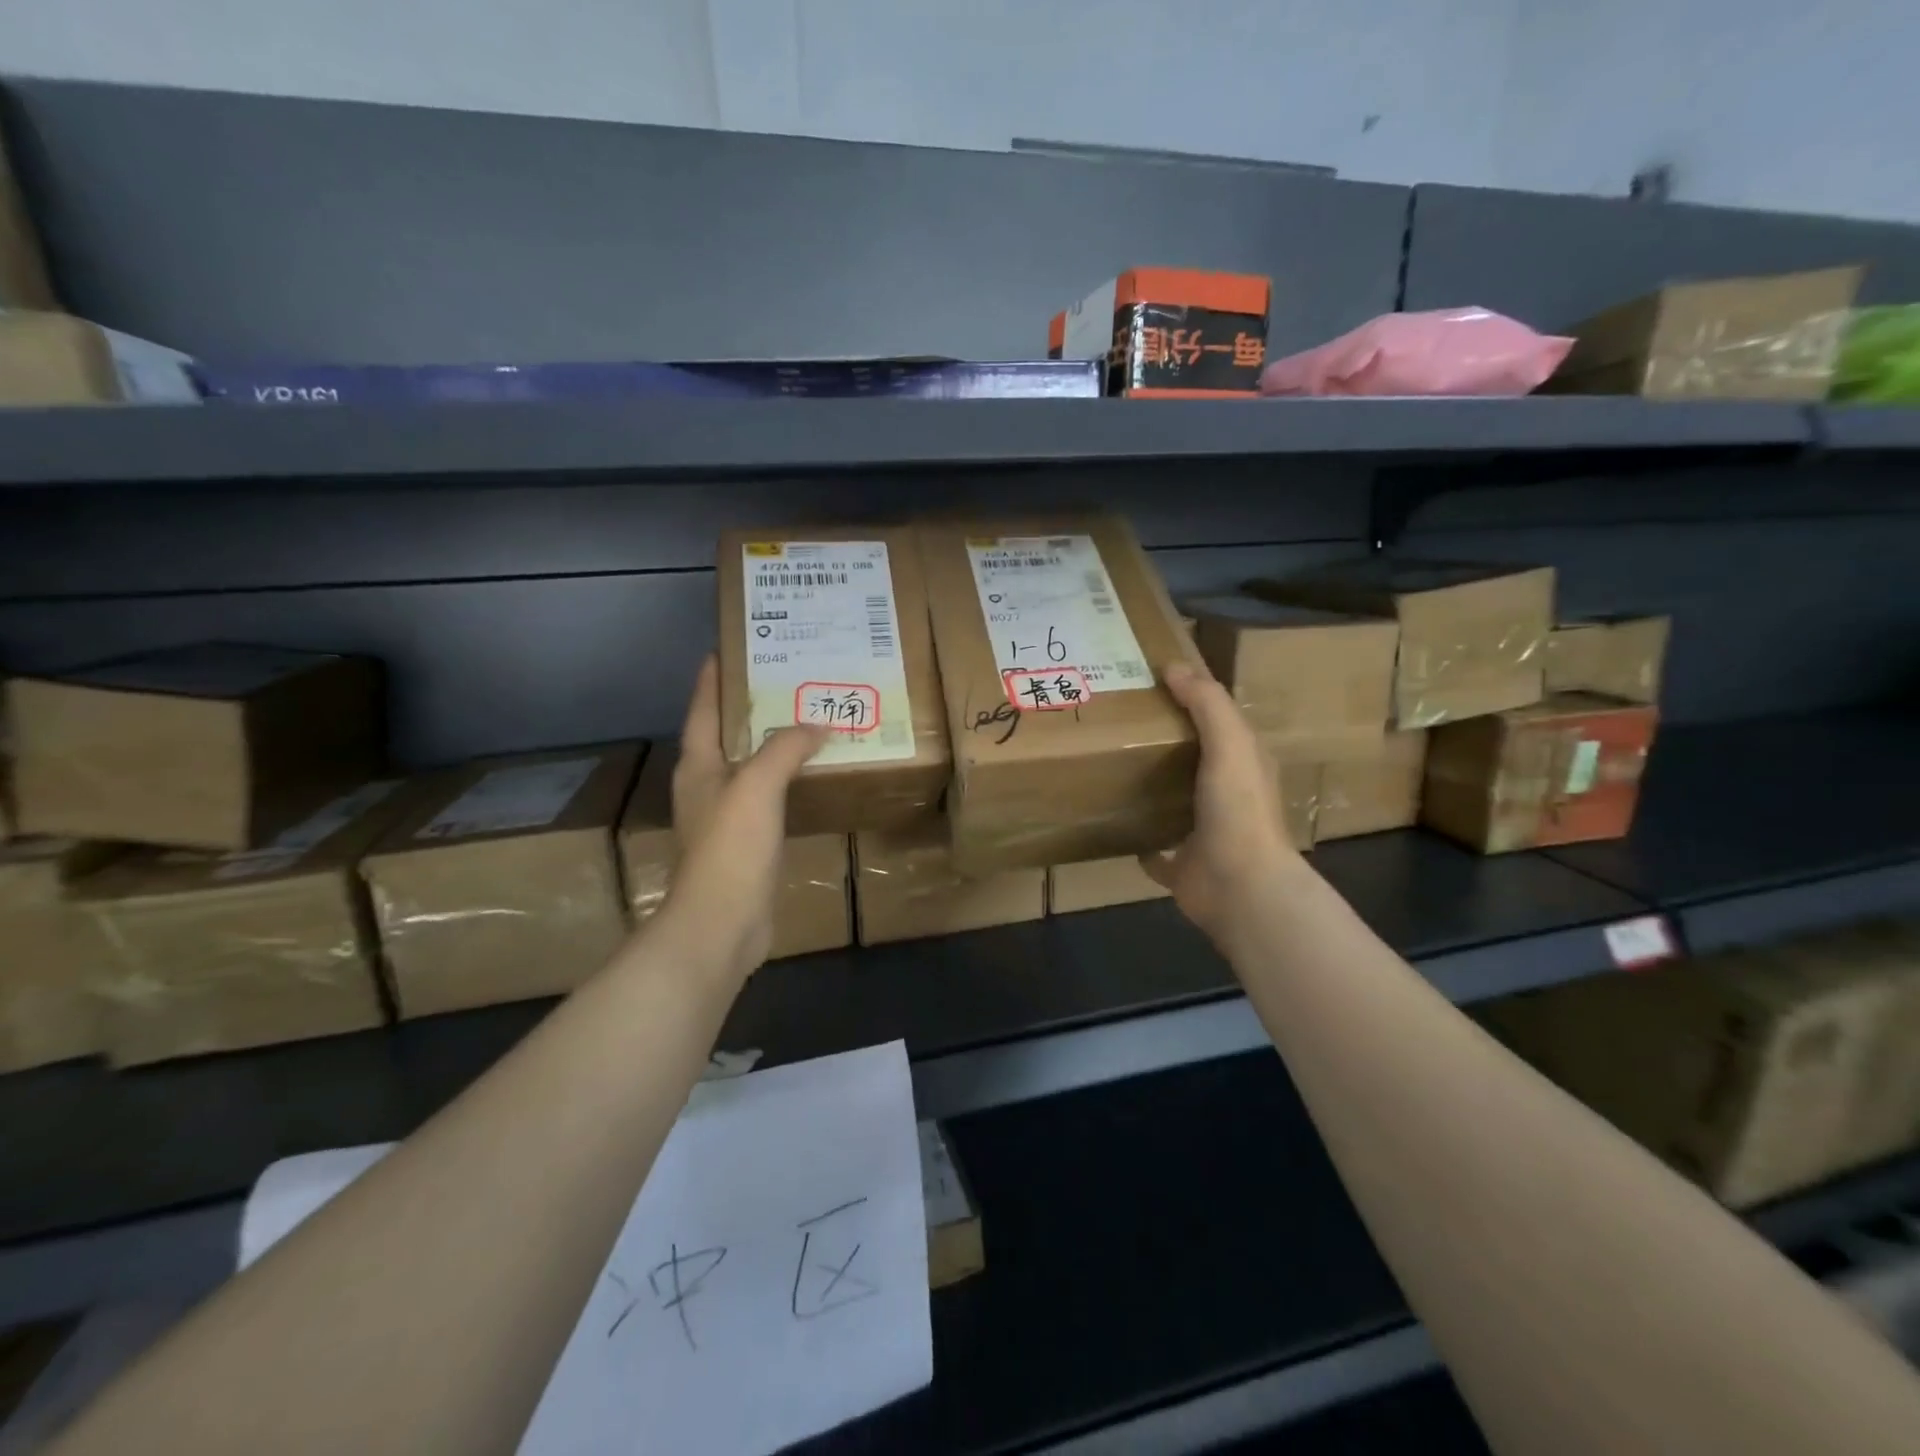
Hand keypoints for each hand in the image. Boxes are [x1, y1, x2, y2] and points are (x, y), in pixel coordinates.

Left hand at [650, 656, 827, 983]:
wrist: (722, 923)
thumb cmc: (731, 847)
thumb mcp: (757, 786)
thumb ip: (785, 748)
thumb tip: (818, 725)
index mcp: (698, 765)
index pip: (704, 709)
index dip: (713, 678)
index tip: (729, 648)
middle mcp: (707, 785)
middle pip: (727, 735)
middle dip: (751, 707)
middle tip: (787, 680)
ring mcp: (725, 816)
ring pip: (750, 766)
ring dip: (773, 744)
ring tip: (806, 721)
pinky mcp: (745, 843)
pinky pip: (768, 797)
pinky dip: (787, 780)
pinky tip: (811, 776)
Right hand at [1141, 662, 1302, 949]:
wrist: (1238, 885)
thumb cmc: (1238, 808)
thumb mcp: (1229, 744)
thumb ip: (1207, 704)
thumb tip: (1174, 666)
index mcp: (1243, 766)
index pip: (1219, 724)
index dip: (1193, 702)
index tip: (1153, 685)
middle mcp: (1226, 798)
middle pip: (1194, 763)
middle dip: (1166, 745)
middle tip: (1121, 723)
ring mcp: (1203, 835)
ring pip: (1174, 805)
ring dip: (1153, 790)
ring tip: (1112, 768)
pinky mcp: (1180, 867)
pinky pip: (1155, 852)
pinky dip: (1140, 841)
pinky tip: (1116, 825)